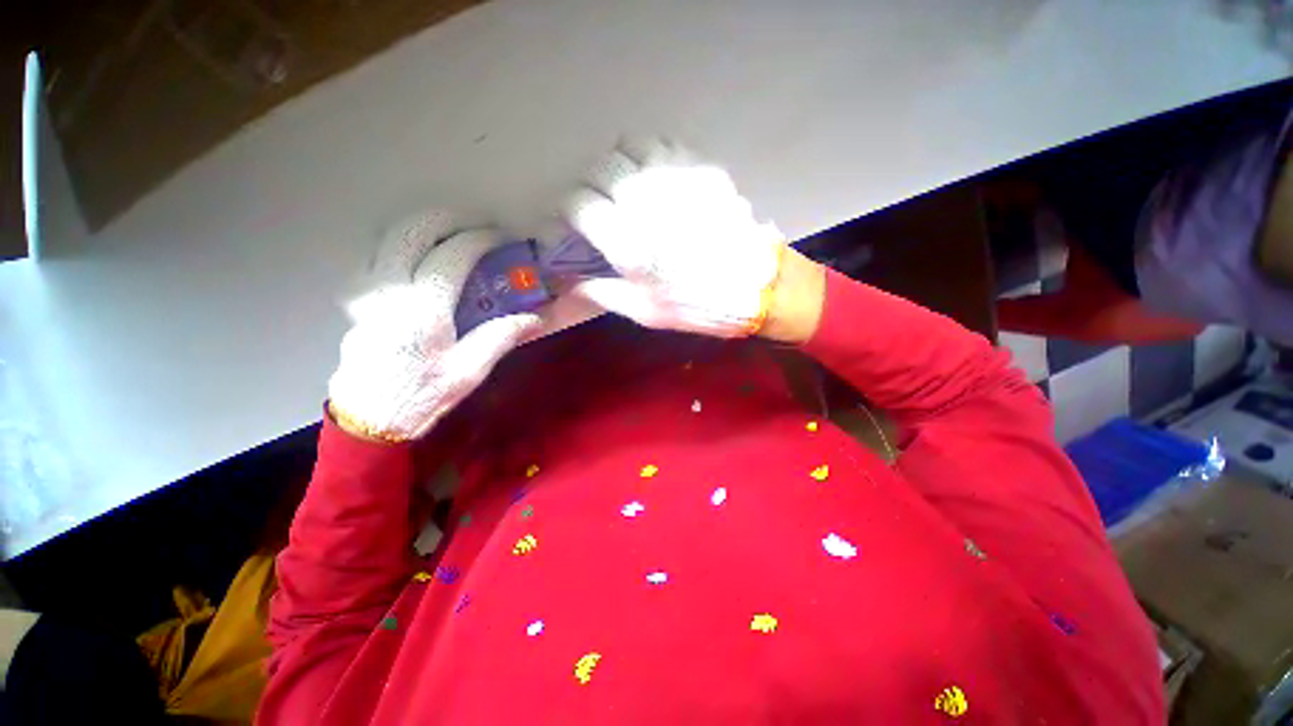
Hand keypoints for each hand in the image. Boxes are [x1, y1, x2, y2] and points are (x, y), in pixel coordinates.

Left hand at [328, 211, 540, 441]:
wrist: (368, 421)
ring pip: (387, 240)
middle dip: (446, 219)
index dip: (480, 240)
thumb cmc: (422, 397)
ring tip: (447, 233)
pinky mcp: (358, 304)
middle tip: (474, 223)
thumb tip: (535, 318)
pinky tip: (420, 261)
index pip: (452, 255)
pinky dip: (402, 248)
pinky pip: (378, 260)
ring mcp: (368, 294)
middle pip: (411, 232)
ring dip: (420, 228)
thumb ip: (500, 337)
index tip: (500, 237)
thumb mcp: (468, 372)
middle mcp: (390, 291)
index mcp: (423, 308)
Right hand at [565, 139, 787, 338]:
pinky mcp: (701, 169)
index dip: (566, 211)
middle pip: (599, 168)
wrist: (758, 288)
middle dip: (589, 185)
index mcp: (627, 241)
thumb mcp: (644, 311)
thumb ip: (600, 292)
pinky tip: (658, 181)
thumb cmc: (698, 306)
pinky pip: (665, 146)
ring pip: (630, 146)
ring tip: (626, 188)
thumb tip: (567, 281)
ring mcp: (676, 178)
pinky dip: (651, 158)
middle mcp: (646, 201)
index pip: (577, 203)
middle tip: (597, 206)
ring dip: (620, 165)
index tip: (570, 224)